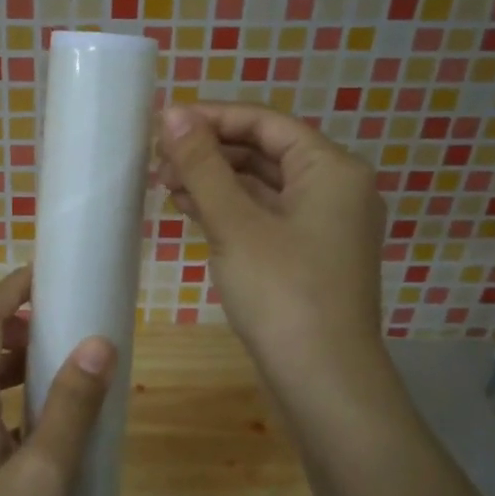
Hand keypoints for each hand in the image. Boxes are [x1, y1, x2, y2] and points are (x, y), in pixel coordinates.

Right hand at [155, 101, 389, 419]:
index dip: (213, 118)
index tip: (164, 123)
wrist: (324, 382)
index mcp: (331, 169)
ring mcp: (323, 225)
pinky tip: (190, 209)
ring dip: (215, 181)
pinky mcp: (308, 254)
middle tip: (158, 159)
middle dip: (211, 152)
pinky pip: (265, 215)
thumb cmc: (283, 293)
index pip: (266, 123)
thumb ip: (203, 165)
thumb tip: (173, 113)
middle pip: (265, 151)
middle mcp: (335, 189)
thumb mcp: (236, 223)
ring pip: (262, 185)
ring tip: (165, 183)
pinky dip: (229, 209)